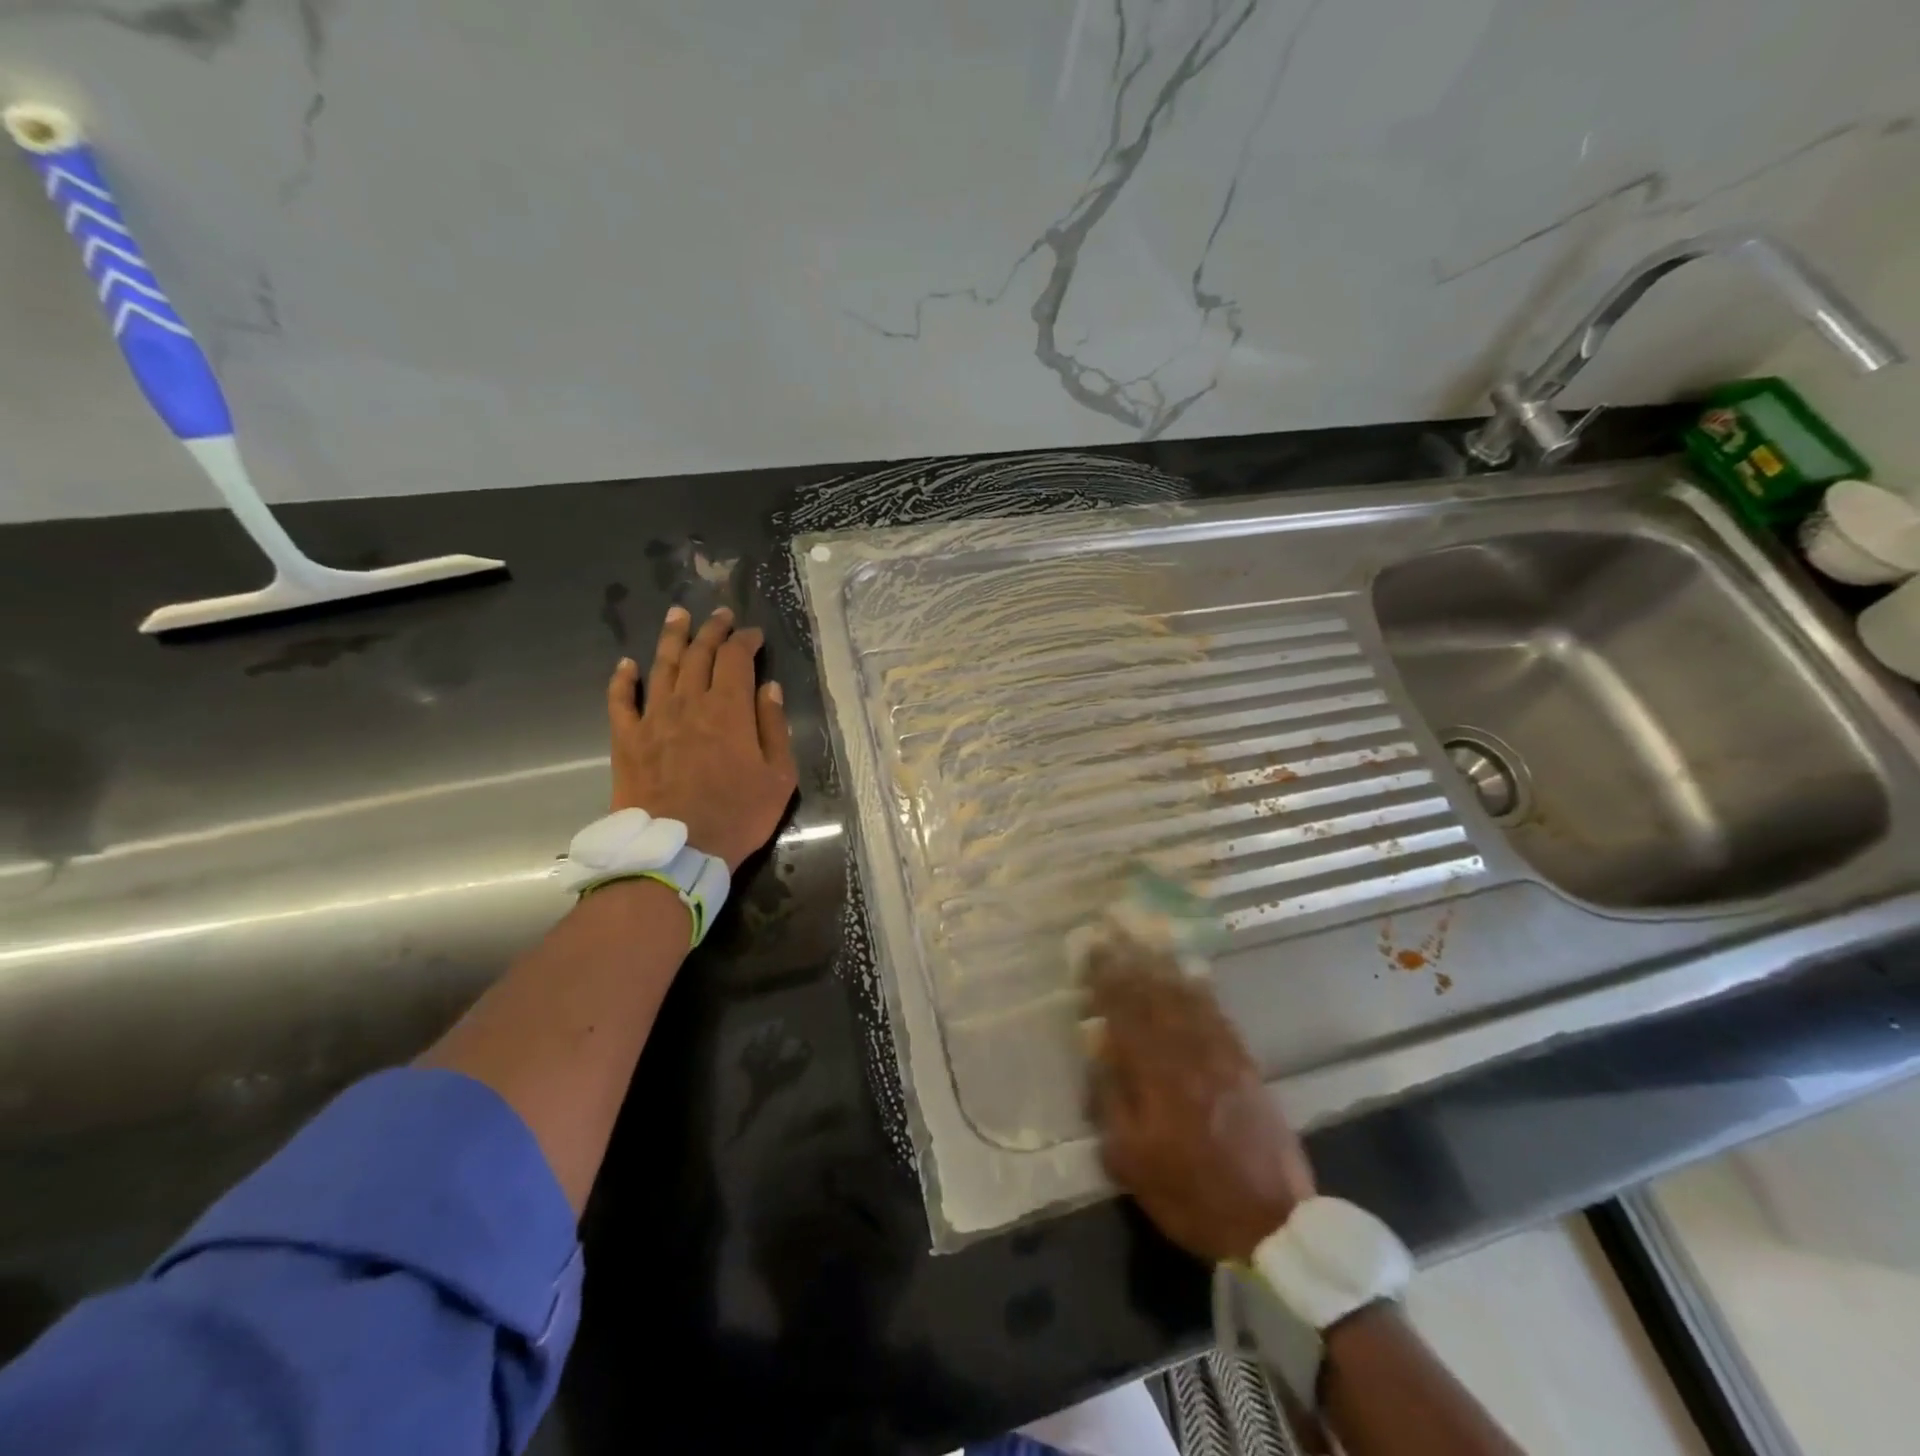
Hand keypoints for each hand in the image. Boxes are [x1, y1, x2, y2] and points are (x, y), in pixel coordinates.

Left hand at [607, 605, 798, 871]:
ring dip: (671, 638)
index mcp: (729, 709)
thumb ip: (774, 728)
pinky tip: (626, 664)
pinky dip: (623, 680)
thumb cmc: (737, 815)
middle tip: (720, 615)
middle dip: (712, 630)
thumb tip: (769, 689)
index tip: (754, 634)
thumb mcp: (778, 777)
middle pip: (699, 654)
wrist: (677, 851)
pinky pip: (621, 701)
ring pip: (662, 667)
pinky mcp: (627, 740)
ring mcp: (654, 719)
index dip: (746, 641)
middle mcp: (689, 703)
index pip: (736, 659)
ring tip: (678, 615)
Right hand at [1087, 943, 1315, 1263]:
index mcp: (1158, 1077)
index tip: (1093, 957)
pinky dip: (1199, 992)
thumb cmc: (1191, 1196)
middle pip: (1157, 998)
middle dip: (1133, 967)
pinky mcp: (1247, 1066)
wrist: (1272, 1224)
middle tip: (1115, 941)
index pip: (1126, 1015)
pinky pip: (1218, 1016)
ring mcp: (1223, 1057)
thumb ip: (1111, 1103)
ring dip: (1164, 971)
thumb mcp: (1131, 1163)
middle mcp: (1190, 1055)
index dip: (1108, 982)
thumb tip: (1100, 1053)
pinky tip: (1190, 980)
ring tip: (1146, 948)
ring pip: (1188, 1000)